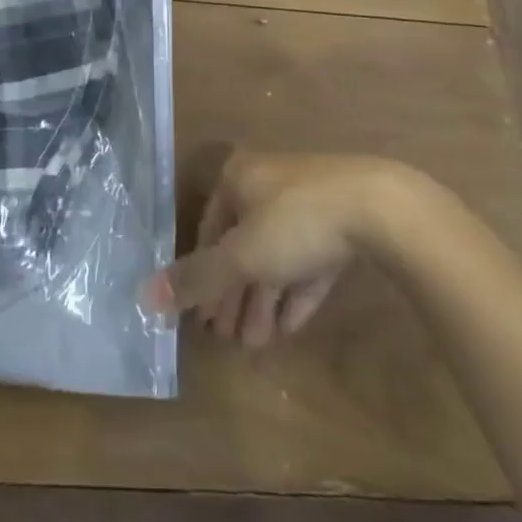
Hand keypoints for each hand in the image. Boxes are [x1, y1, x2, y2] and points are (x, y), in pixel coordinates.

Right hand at [145, 150, 427, 348]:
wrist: (378, 208)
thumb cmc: (295, 222)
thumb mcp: (241, 255)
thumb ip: (197, 278)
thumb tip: (144, 296)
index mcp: (239, 178)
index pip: (209, 228)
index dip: (202, 273)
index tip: (202, 318)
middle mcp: (267, 183)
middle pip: (242, 244)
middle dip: (235, 295)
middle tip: (229, 340)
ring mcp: (306, 201)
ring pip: (275, 255)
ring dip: (263, 300)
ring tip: (257, 344)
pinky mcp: (339, 223)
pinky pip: (307, 261)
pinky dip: (294, 292)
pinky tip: (288, 327)